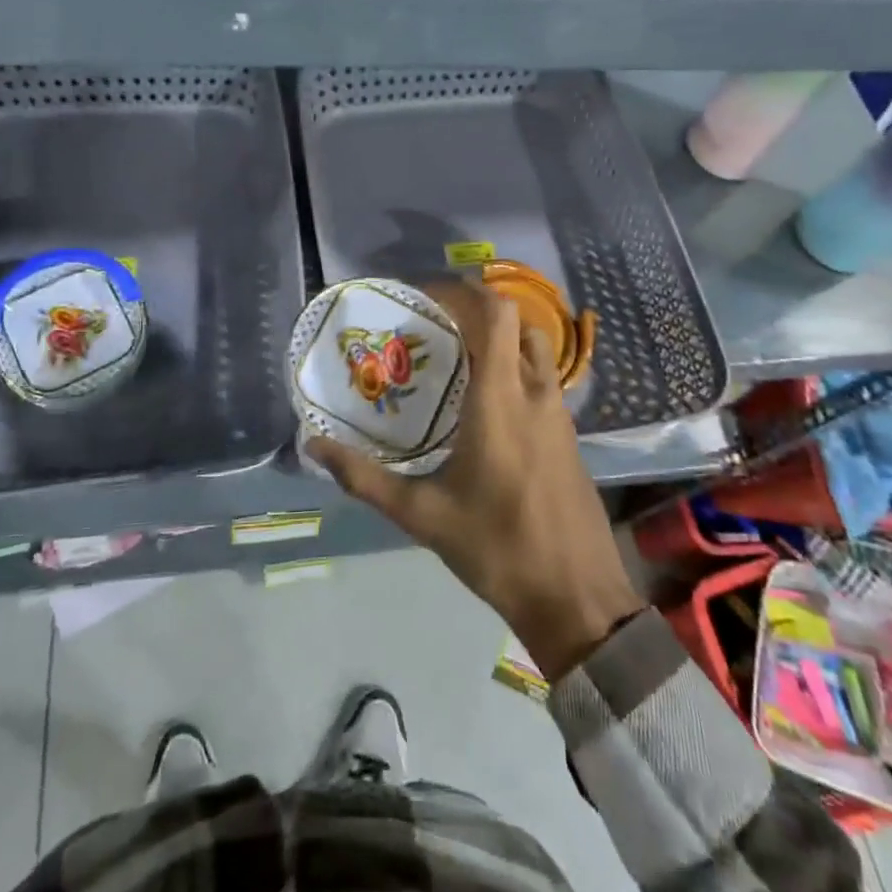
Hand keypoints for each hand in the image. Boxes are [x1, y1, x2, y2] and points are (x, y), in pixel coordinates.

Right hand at [309, 281, 645, 680]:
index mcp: (500, 400)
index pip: (497, 315)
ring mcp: (560, 414)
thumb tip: (313, 446)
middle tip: (436, 327)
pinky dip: (517, 369)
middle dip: (479, 313)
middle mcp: (535, 394)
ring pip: (535, 350)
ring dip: (502, 339)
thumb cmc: (498, 549)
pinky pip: (543, 380)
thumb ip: (365, 478)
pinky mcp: (570, 436)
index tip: (428, 296)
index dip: (466, 292)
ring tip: (459, 359)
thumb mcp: (422, 515)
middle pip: (518, 324)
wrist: (577, 598)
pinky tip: (487, 404)